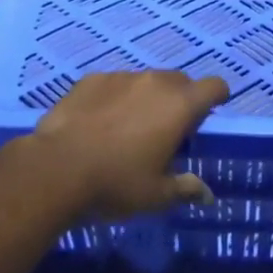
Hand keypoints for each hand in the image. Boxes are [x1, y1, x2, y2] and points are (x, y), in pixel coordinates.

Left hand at [31, 70, 229, 219]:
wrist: (56, 169)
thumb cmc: (116, 183)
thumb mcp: (156, 196)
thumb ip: (185, 189)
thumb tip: (207, 195)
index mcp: (179, 106)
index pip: (214, 86)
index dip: (217, 98)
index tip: (210, 114)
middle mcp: (154, 82)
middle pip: (180, 81)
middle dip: (181, 100)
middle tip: (169, 130)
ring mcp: (121, 77)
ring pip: (145, 81)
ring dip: (147, 98)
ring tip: (129, 128)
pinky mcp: (91, 79)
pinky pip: (114, 84)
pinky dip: (116, 98)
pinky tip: (99, 123)